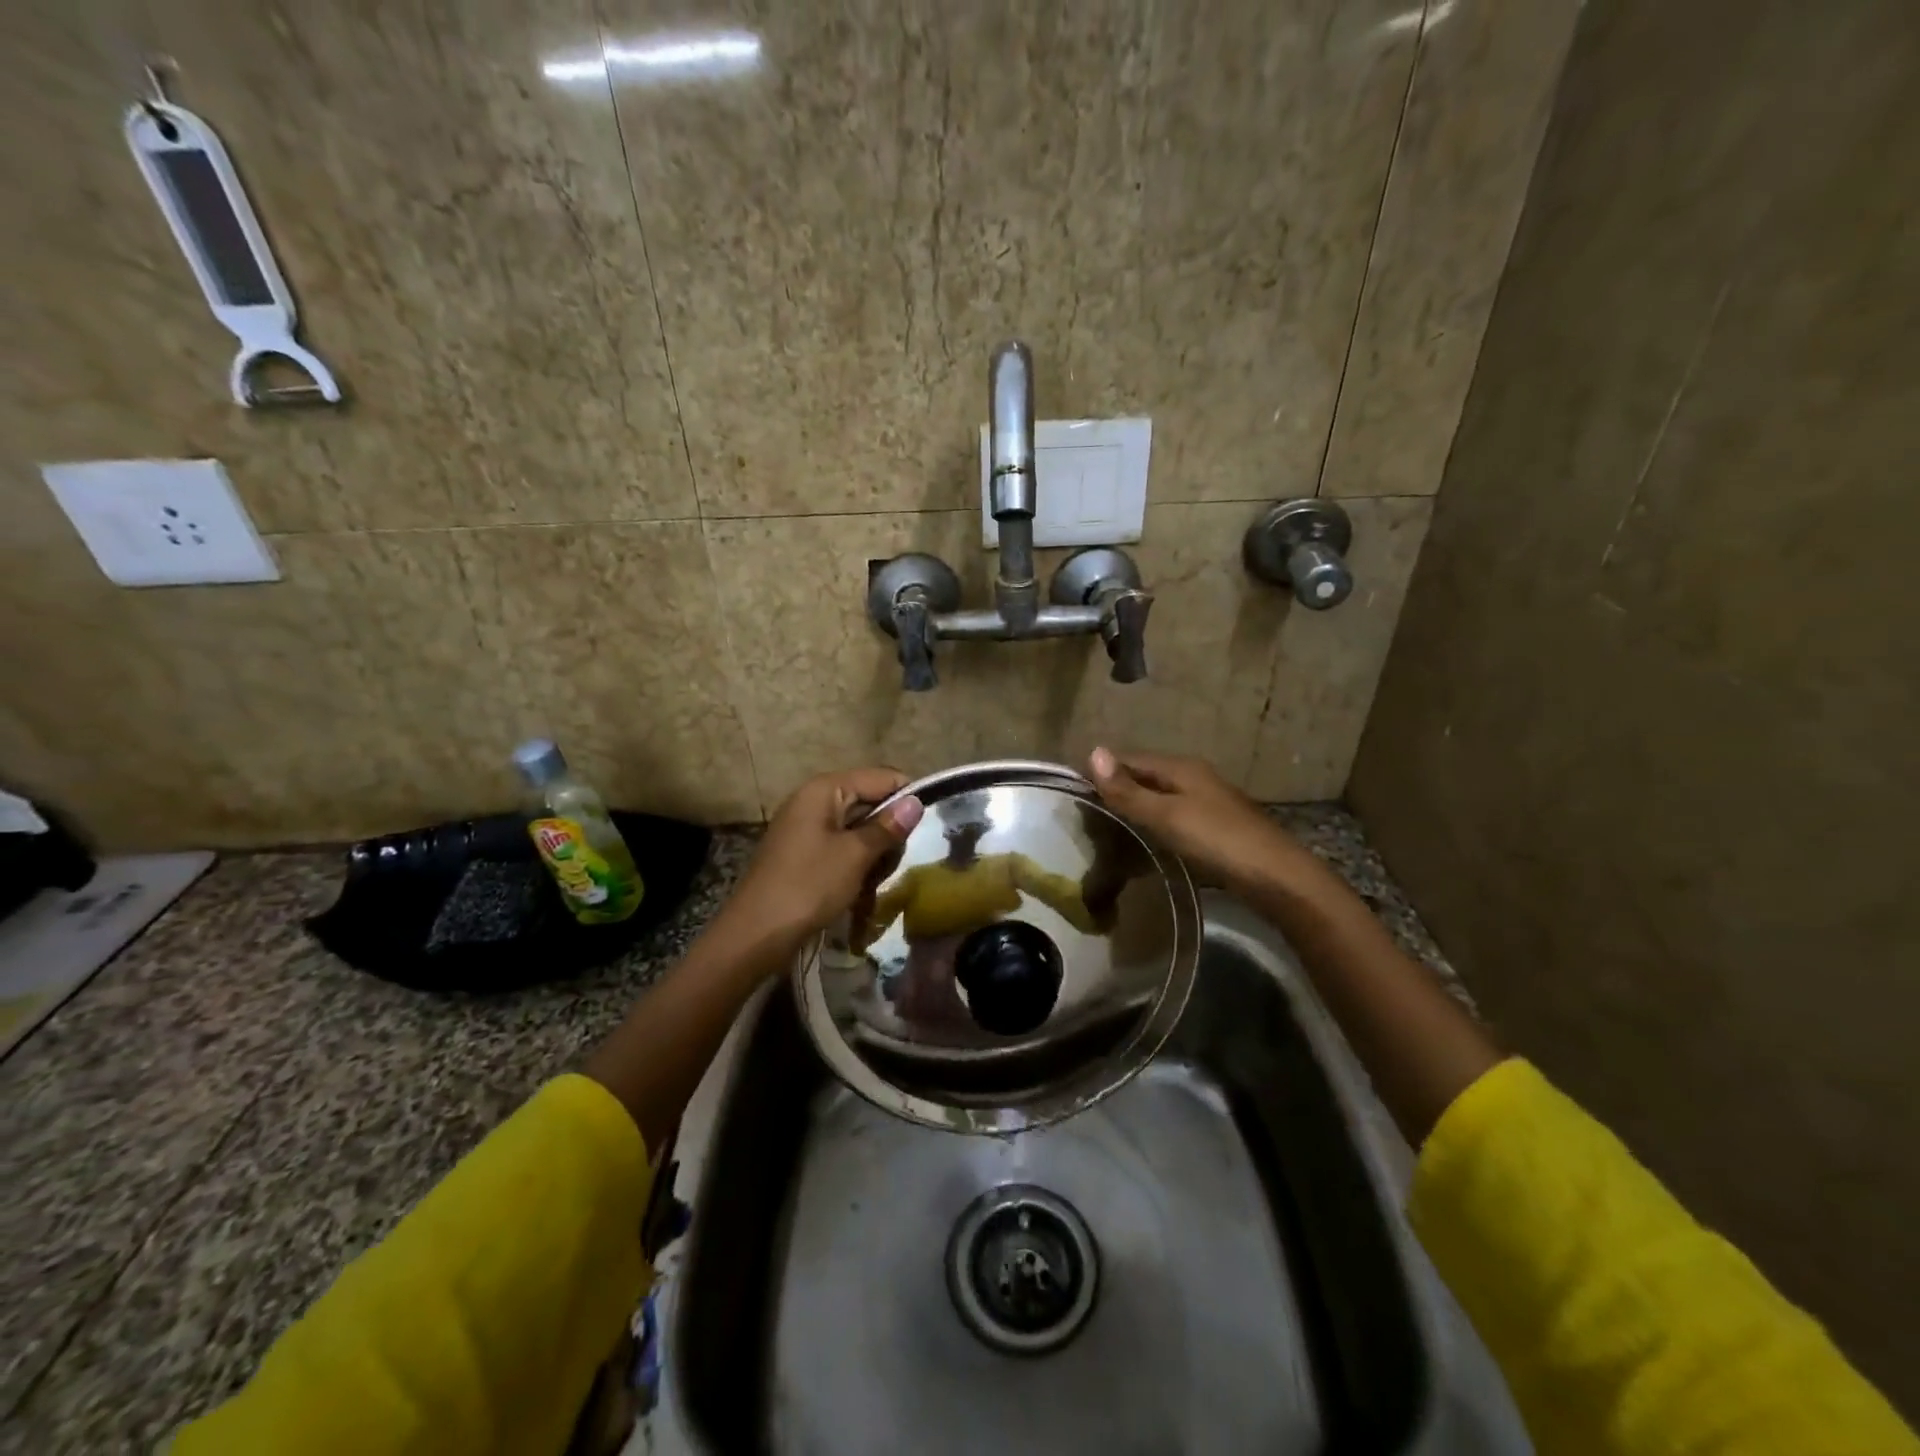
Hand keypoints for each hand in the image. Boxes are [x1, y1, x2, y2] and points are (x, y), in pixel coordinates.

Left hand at [717, 768, 924, 950]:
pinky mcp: (802, 852)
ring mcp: (805, 827)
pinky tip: (860, 887)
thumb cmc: (808, 886)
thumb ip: (887, 827)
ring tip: (875, 880)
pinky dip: (855, 863)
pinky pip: (840, 846)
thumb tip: (916, 802)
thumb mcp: (855, 855)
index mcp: (825, 789)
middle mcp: (813, 799)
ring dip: (873, 851)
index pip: (881, 778)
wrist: (755, 934)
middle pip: (869, 801)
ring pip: (857, 827)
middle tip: (894, 862)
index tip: (925, 829)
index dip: (906, 799)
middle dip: (888, 830)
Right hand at [1087, 748, 1296, 890]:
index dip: (1101, 771)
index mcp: (1180, 768)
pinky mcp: (1214, 827)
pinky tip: (1142, 845)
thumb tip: (1093, 751)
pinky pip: (1171, 818)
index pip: (1128, 759)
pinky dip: (1152, 826)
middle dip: (1115, 791)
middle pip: (1144, 777)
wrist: (1277, 877)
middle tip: (1084, 817)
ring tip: (1105, 833)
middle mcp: (1193, 777)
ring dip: (1134, 810)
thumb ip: (1128, 790)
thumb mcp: (1166, 815)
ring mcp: (1206, 802)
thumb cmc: (1217, 840)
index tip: (1072, 791)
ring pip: (1158, 798)